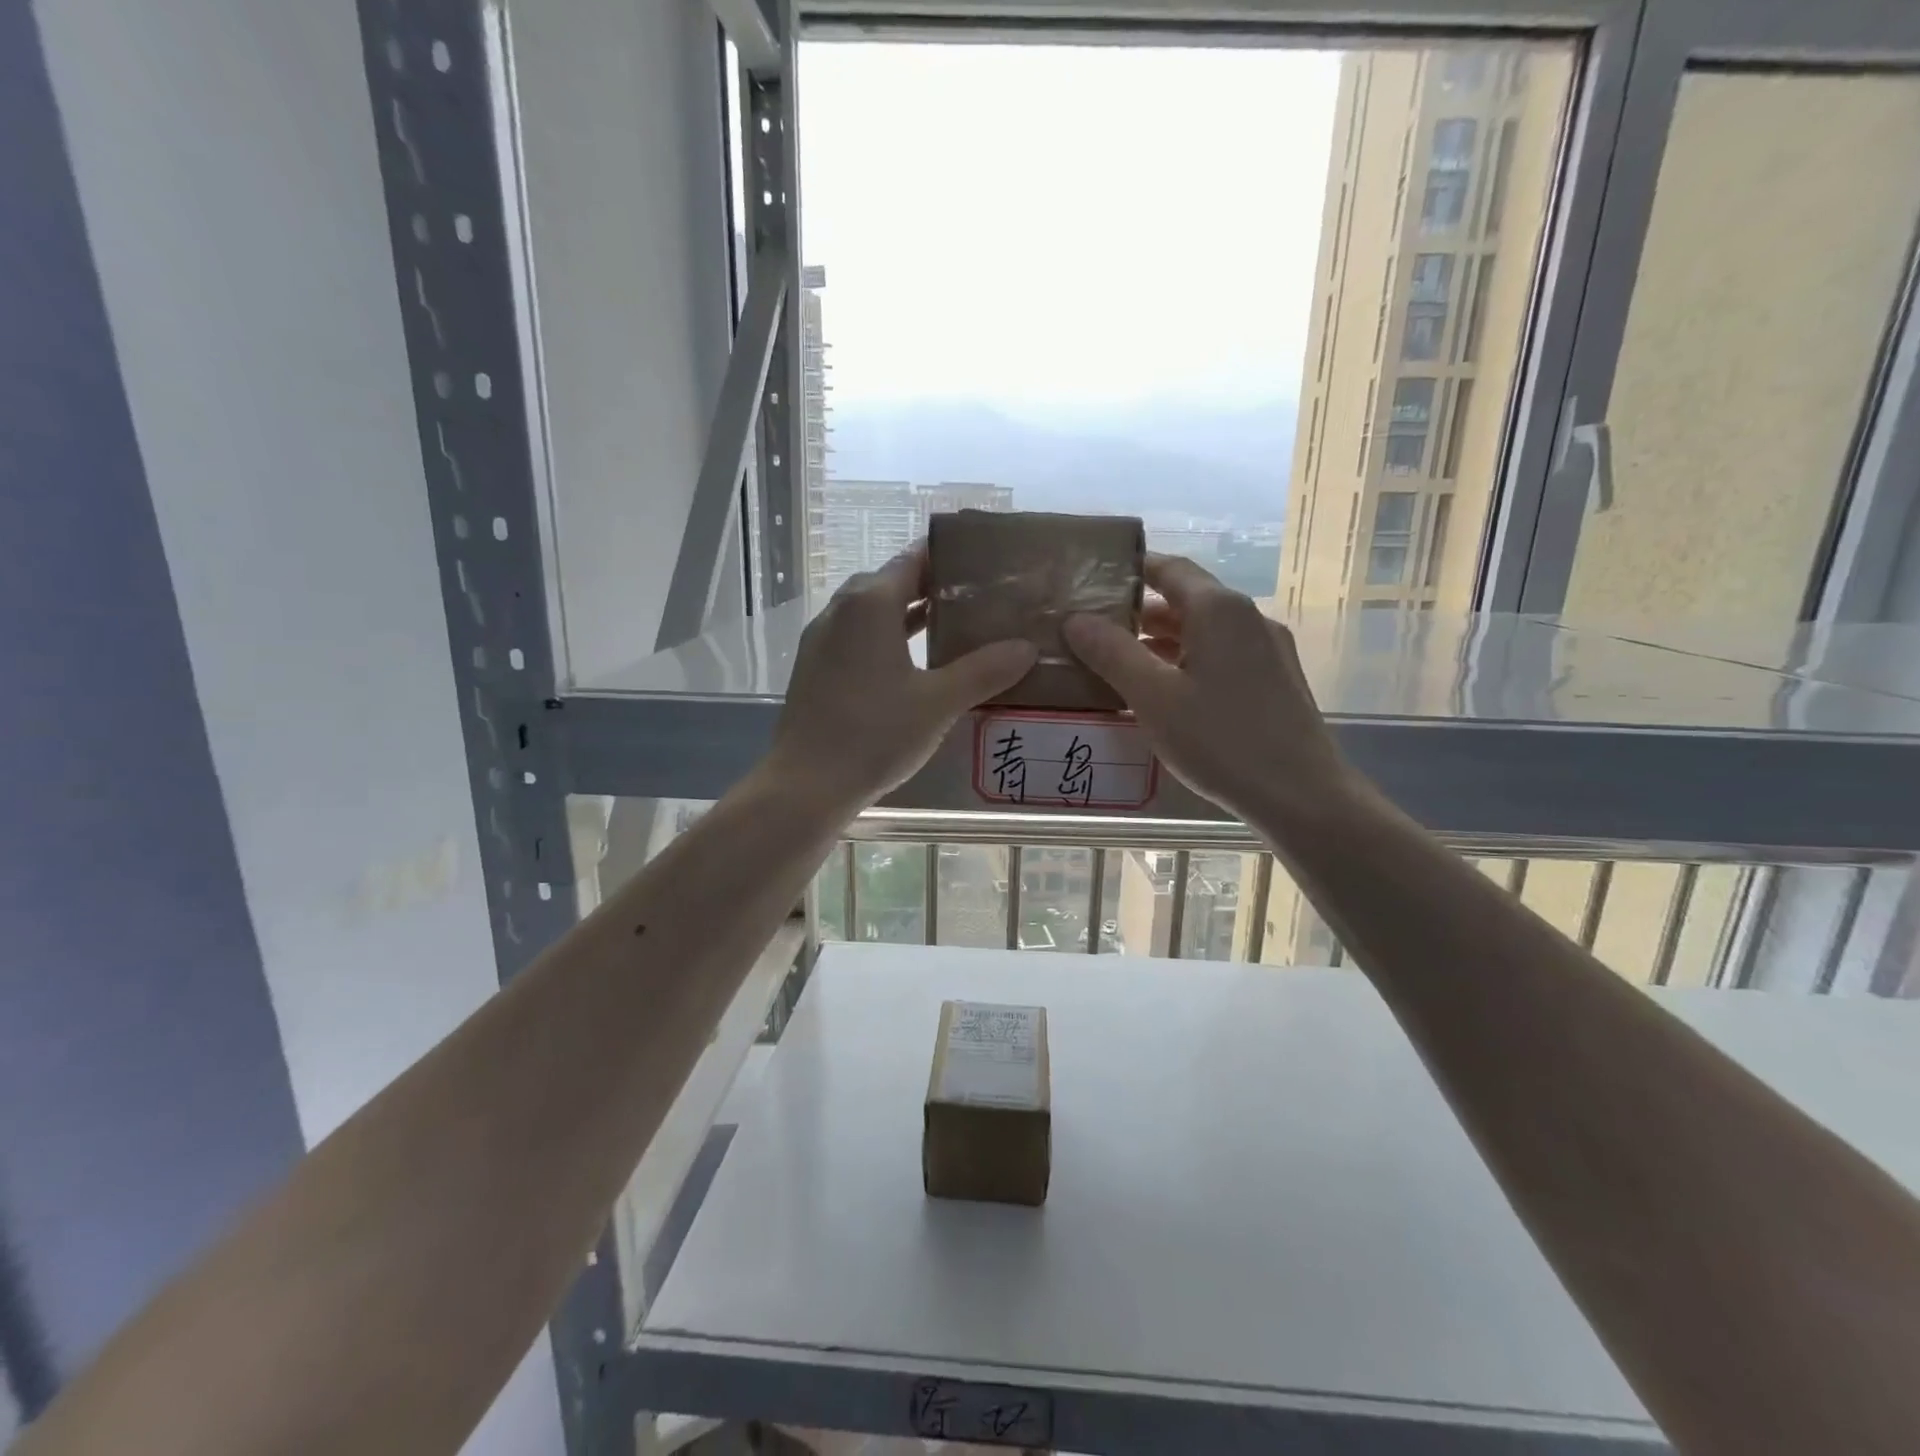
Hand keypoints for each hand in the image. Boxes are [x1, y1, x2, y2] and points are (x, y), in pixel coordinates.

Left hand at [769, 545, 1036, 811]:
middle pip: (890, 582)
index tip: (983, 563)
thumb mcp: (939, 702)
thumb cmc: (875, 734)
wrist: (807, 785)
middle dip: (931, 586)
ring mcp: (822, 640)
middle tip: (976, 598)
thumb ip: (984, 671)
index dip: (948, 557)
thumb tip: (1027, 648)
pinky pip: (857, 638)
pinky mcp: (815, 669)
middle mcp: (840, 611)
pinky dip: (887, 639)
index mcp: (869, 604)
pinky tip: (913, 665)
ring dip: (908, 614)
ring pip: (872, 612)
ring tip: (952, 627)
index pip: (913, 559)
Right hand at [1063, 554, 1359, 829]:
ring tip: (1119, 663)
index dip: (1131, 570)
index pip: (1170, 568)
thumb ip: (1112, 654)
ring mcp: (1268, 649)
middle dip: (1140, 612)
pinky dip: (1188, 661)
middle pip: (1188, 599)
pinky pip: (1223, 655)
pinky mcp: (1276, 680)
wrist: (1302, 796)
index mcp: (1219, 610)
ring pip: (1205, 631)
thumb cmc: (1221, 741)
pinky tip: (1165, 693)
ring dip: (1162, 641)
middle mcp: (1249, 618)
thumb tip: (1076, 619)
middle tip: (1095, 629)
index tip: (1093, 579)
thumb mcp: (1153, 698)